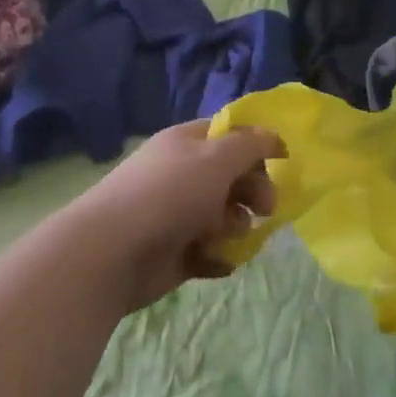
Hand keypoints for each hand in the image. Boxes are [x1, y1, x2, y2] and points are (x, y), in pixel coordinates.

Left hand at [66, 122, 284, 310]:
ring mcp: (179, 214)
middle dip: (254, 192)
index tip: (282, 161)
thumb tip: (273, 137)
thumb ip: (251, 145)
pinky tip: (214, 260)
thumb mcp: (217, 158)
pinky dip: (217, 257)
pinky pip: (212, 252)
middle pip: (233, 177)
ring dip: (234, 227)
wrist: (113, 252)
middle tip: (266, 208)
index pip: (229, 135)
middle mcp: (184, 175)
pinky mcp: (177, 253)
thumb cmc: (169, 194)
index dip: (256, 145)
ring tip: (222, 236)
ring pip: (226, 217)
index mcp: (188, 143)